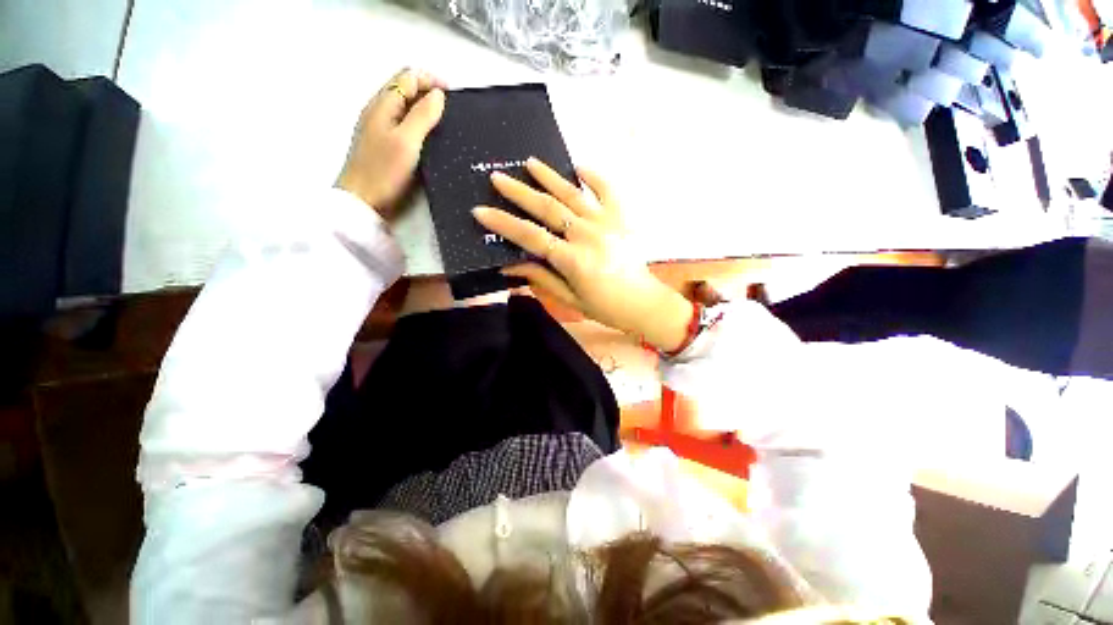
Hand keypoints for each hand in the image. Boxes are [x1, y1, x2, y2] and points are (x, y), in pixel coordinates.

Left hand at [336, 68, 445, 218]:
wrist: (364, 201)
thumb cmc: (384, 171)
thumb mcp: (407, 141)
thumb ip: (422, 115)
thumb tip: (438, 95)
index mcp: (383, 104)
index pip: (408, 77)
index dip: (431, 80)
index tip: (453, 97)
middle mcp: (380, 110)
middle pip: (406, 89)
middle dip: (429, 92)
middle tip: (452, 112)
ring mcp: (381, 128)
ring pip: (406, 107)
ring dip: (426, 109)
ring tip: (446, 125)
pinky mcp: (385, 144)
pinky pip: (405, 124)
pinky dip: (420, 124)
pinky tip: (431, 139)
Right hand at [472, 158, 693, 351]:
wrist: (642, 302)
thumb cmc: (604, 306)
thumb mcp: (569, 298)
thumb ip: (541, 278)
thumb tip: (509, 264)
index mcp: (573, 259)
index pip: (531, 236)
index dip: (504, 223)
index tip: (481, 211)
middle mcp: (588, 235)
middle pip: (548, 208)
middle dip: (519, 192)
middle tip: (498, 177)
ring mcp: (607, 223)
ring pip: (573, 194)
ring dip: (550, 176)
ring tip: (530, 162)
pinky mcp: (621, 218)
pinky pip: (607, 191)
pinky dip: (594, 177)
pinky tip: (579, 167)